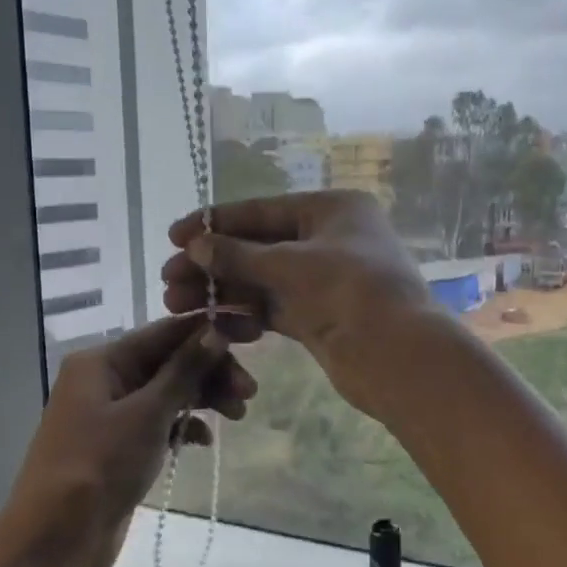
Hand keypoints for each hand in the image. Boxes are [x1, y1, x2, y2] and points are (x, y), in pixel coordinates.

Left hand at [0, 315, 254, 566]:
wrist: (55, 540)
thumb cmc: (98, 467)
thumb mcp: (146, 414)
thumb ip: (184, 371)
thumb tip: (216, 331)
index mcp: (102, 361)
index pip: (165, 332)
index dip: (208, 332)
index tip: (251, 339)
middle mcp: (104, 380)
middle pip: (169, 362)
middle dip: (210, 372)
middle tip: (249, 393)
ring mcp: (110, 415)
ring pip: (167, 393)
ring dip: (203, 399)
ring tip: (238, 415)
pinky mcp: (119, 447)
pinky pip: (159, 423)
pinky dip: (183, 426)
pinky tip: (204, 441)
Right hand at [161, 191, 437, 417]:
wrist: (398, 357)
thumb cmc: (349, 291)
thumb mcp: (290, 265)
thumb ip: (238, 254)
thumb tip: (195, 245)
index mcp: (332, 209)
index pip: (262, 210)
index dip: (215, 222)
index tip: (173, 235)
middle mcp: (328, 239)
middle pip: (258, 246)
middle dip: (212, 263)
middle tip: (168, 279)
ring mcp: (324, 280)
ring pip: (261, 280)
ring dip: (221, 291)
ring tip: (175, 304)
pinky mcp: (318, 316)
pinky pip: (272, 308)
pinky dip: (244, 314)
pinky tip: (213, 323)